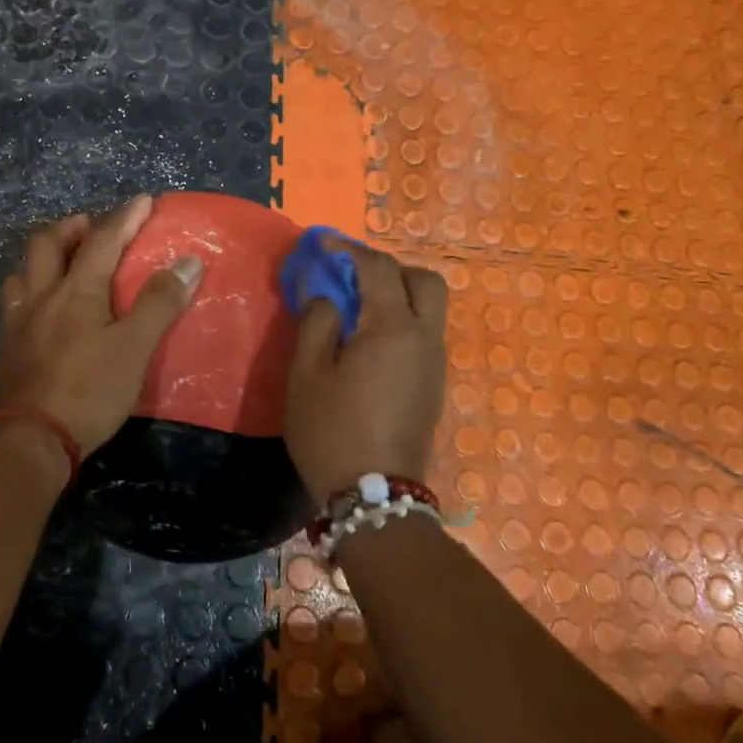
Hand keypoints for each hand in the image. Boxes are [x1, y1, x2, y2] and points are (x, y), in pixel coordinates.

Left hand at [0, 195, 202, 462]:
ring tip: (63, 262)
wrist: (30, 440)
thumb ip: (160, 303)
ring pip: (23, 271)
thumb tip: (189, 261)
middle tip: (91, 226)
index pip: (103, 240)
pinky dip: (29, 289)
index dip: (125, 217)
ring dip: (44, 257)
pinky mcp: (6, 348)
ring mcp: (18, 322)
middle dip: (71, 227)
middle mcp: (42, 296)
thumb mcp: (135, 348)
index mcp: (76, 290)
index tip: (143, 200)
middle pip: (47, 244)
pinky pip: (14, 303)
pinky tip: (41, 308)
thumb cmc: (89, 391)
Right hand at [285, 237, 447, 503]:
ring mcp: (435, 364)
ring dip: (397, 294)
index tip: (322, 245)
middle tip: (351, 277)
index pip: (378, 269)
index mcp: (393, 329)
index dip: (349, 250)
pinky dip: (402, 319)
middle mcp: (425, 339)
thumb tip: (325, 293)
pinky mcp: (433, 385)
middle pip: (424, 282)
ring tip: (356, 307)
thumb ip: (316, 322)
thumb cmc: (331, 431)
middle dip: (389, 269)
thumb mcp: (307, 374)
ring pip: (429, 308)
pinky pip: (424, 333)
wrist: (374, 497)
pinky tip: (368, 340)